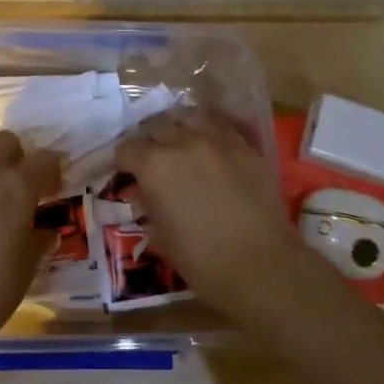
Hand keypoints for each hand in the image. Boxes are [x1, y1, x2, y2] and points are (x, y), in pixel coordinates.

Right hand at [115, 109, 308, 320]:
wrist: (262, 265)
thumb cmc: (202, 260)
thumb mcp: (161, 236)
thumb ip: (147, 207)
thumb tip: (142, 195)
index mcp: (155, 165)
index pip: (127, 149)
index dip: (122, 162)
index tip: (125, 174)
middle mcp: (183, 142)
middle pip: (156, 128)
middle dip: (148, 143)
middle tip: (150, 162)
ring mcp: (218, 140)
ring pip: (189, 117)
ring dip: (177, 128)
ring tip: (178, 143)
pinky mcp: (245, 146)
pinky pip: (219, 127)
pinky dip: (207, 132)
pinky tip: (208, 148)